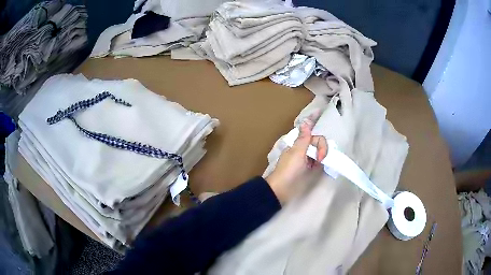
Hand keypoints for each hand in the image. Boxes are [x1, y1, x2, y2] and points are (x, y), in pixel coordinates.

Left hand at [265, 117, 327, 203]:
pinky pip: (319, 161)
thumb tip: (306, 121)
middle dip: (321, 146)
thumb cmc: (289, 169)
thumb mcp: (297, 153)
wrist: (282, 189)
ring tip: (320, 162)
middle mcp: (303, 149)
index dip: (313, 120)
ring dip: (322, 153)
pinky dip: (322, 161)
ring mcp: (307, 159)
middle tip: (320, 158)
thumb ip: (304, 138)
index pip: (309, 130)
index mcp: (298, 143)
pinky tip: (322, 164)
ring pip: (319, 151)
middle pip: (317, 141)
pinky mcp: (310, 169)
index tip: (320, 111)